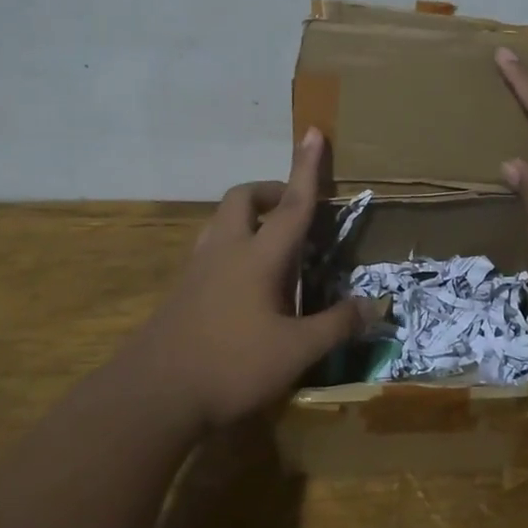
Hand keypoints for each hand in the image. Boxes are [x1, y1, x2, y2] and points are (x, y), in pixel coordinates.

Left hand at [131, 128, 375, 428]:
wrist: (153, 395)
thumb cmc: (231, 366)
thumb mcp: (296, 351)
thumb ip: (336, 325)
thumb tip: (374, 306)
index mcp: (259, 257)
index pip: (293, 204)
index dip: (307, 168)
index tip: (314, 132)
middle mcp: (226, 251)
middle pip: (243, 199)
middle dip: (270, 191)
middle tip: (293, 210)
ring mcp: (198, 269)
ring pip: (221, 221)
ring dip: (248, 217)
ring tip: (272, 242)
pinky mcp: (181, 291)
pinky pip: (211, 249)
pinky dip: (233, 246)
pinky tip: (244, 282)